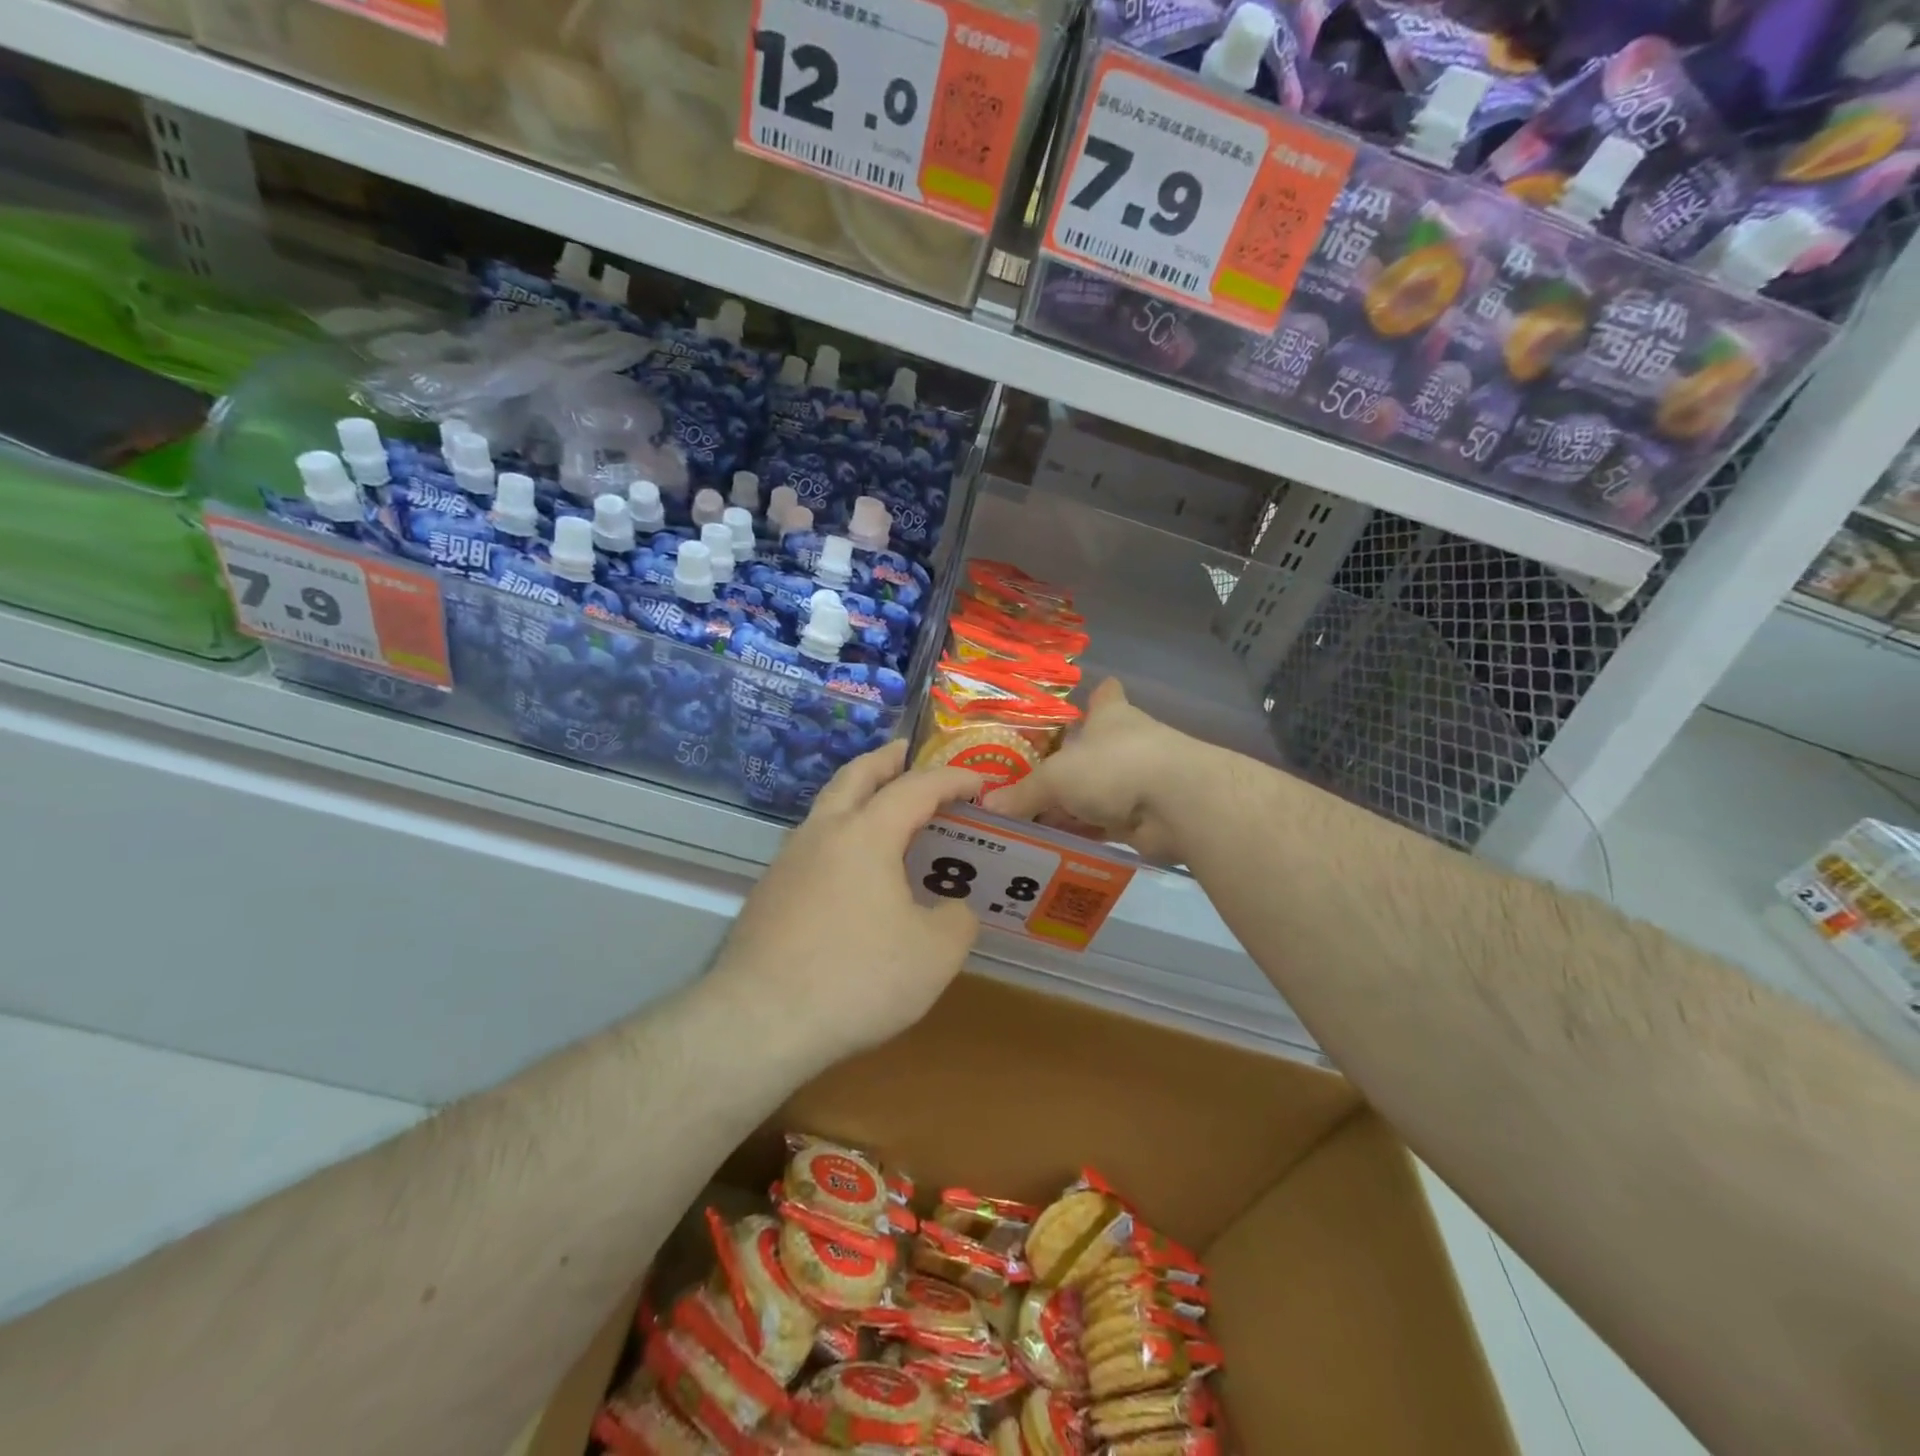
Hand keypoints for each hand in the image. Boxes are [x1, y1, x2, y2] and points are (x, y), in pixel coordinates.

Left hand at [708, 742, 981, 1070]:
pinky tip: (851, 871)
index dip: (952, 779)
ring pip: (827, 808)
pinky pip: (813, 845)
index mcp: (866, 834)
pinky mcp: (769, 893)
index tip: (979, 781)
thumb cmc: (858, 979)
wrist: (759, 1021)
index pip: (916, 788)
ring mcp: (788, 862)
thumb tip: (952, 909)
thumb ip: (957, 920)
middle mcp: (823, 833)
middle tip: (907, 751)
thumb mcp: (935, 955)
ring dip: (857, 795)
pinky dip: (839, 835)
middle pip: (855, 775)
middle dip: (886, 759)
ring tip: (882, 809)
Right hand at [983, 679, 1202, 861]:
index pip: (1105, 696)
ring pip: (1098, 793)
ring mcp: (1140, 782)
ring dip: (1072, 808)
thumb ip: (1024, 793)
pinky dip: (1085, 835)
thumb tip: (988, 807)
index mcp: (1111, 717)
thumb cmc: (1114, 766)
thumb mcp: (1057, 777)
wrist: (1178, 805)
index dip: (1094, 698)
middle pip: (1094, 752)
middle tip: (1026, 783)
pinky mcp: (1146, 819)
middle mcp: (1127, 745)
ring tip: (1029, 823)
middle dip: (1067, 767)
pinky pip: (1105, 826)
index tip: (1084, 701)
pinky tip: (1054, 847)